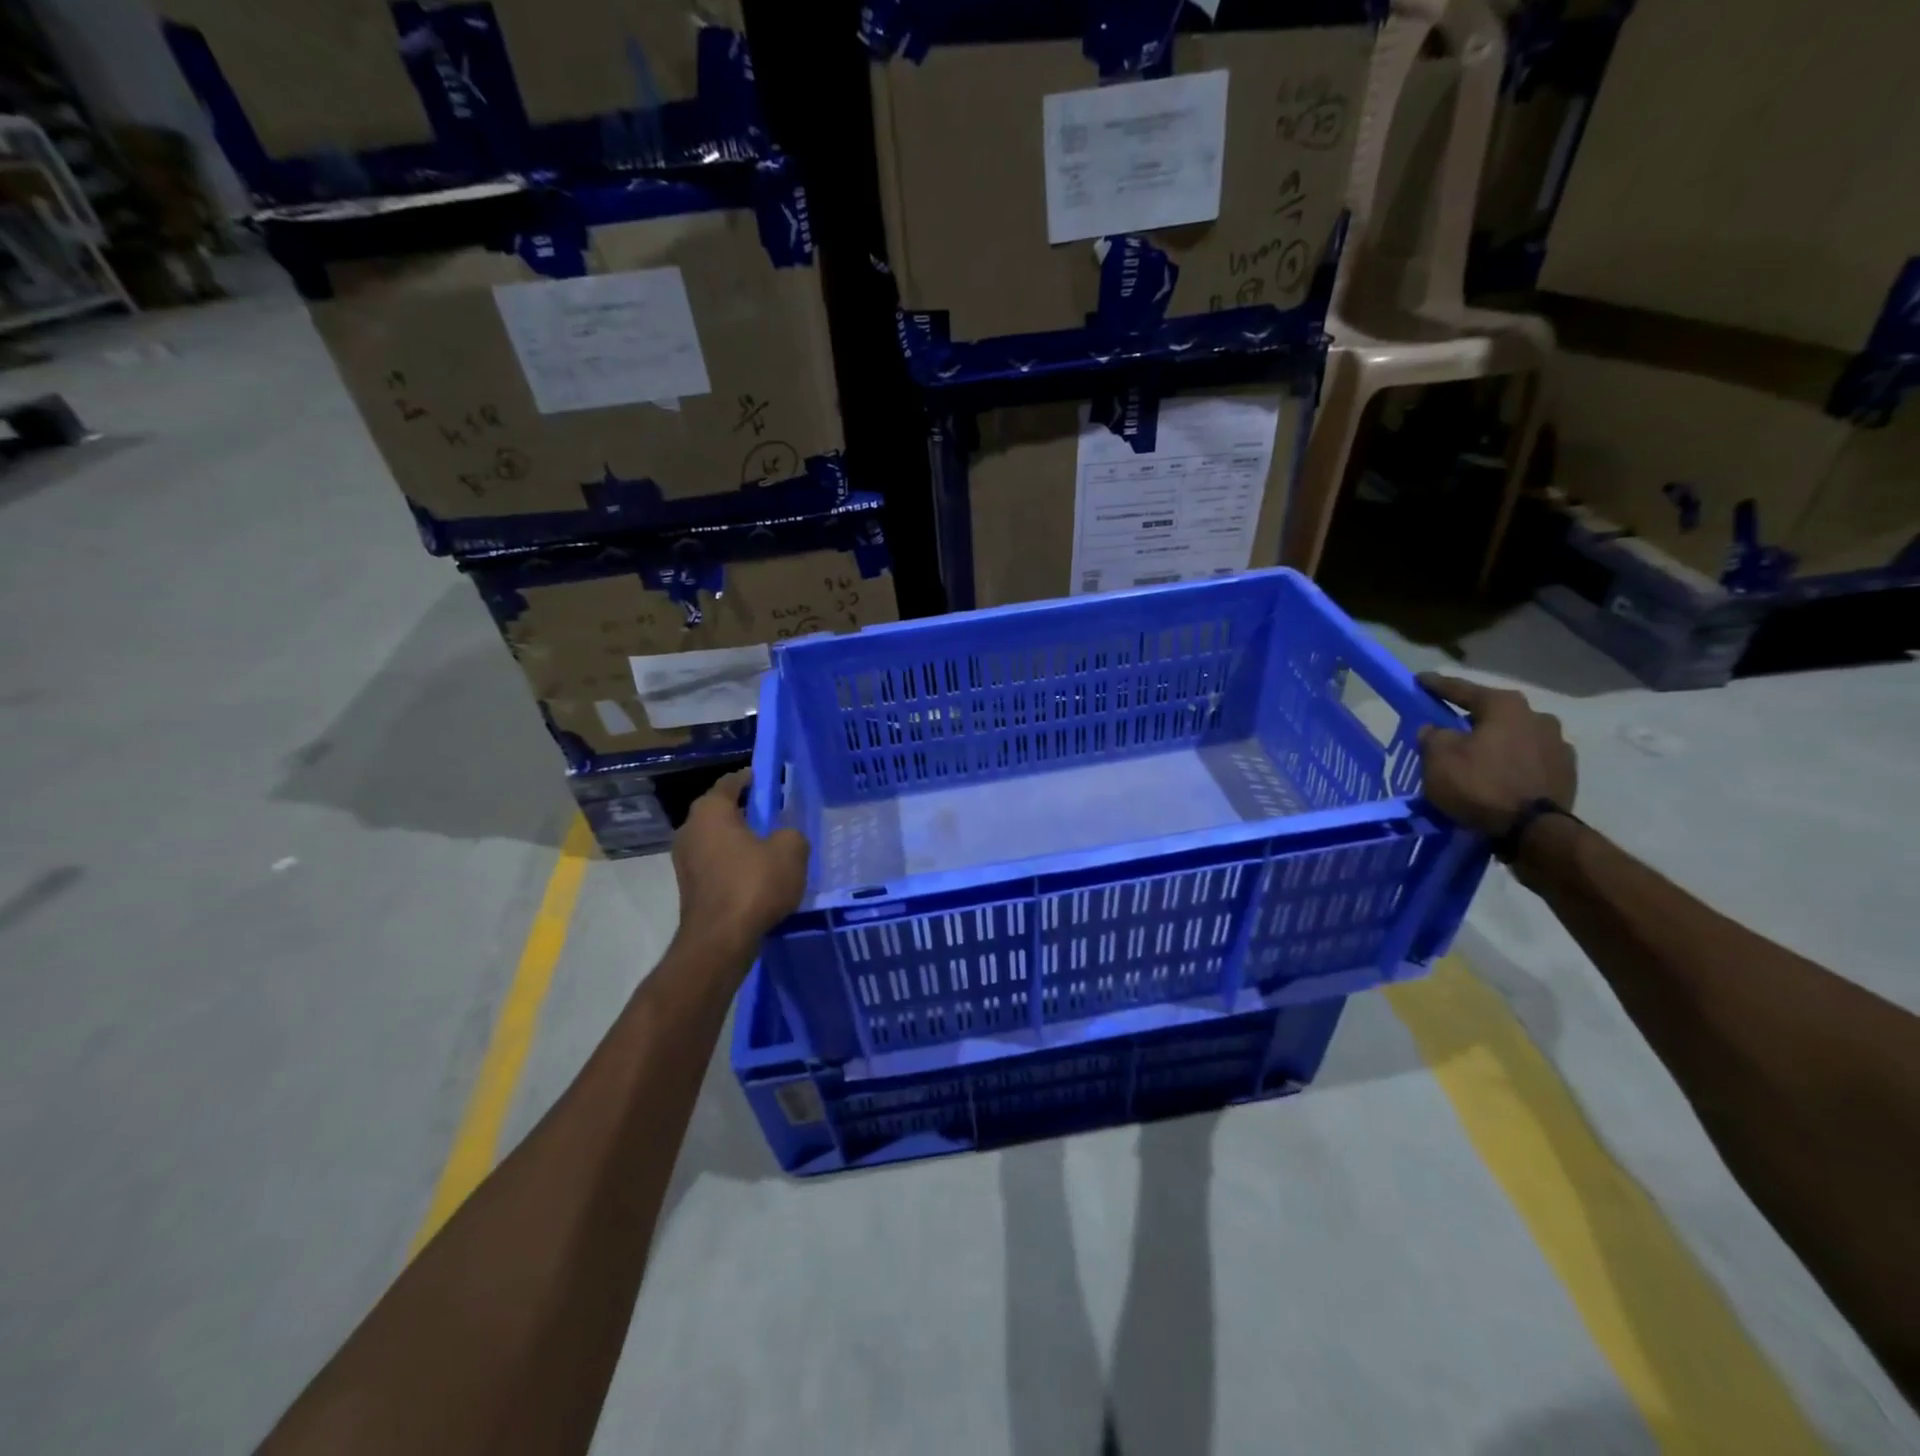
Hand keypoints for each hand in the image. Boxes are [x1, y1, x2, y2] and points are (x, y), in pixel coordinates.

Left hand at [670, 769, 809, 956]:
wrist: (720, 940)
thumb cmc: (754, 884)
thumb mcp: (791, 850)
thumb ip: (791, 833)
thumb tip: (783, 836)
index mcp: (710, 811)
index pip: (730, 782)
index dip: (751, 778)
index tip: (769, 780)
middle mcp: (690, 829)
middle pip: (721, 811)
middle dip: (745, 810)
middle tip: (774, 814)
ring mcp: (685, 860)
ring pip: (717, 839)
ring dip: (739, 840)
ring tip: (769, 846)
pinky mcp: (689, 886)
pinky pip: (715, 863)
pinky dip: (733, 862)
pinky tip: (756, 874)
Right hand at [1416, 673, 1576, 836]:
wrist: (1533, 831)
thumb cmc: (1480, 785)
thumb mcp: (1438, 758)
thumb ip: (1433, 735)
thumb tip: (1437, 729)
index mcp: (1505, 706)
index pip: (1462, 689)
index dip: (1438, 685)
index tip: (1421, 680)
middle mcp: (1538, 717)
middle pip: (1494, 713)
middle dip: (1472, 718)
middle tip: (1451, 727)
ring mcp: (1558, 744)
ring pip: (1515, 736)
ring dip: (1496, 742)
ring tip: (1477, 757)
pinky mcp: (1567, 772)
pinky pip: (1529, 760)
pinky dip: (1512, 763)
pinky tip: (1500, 775)